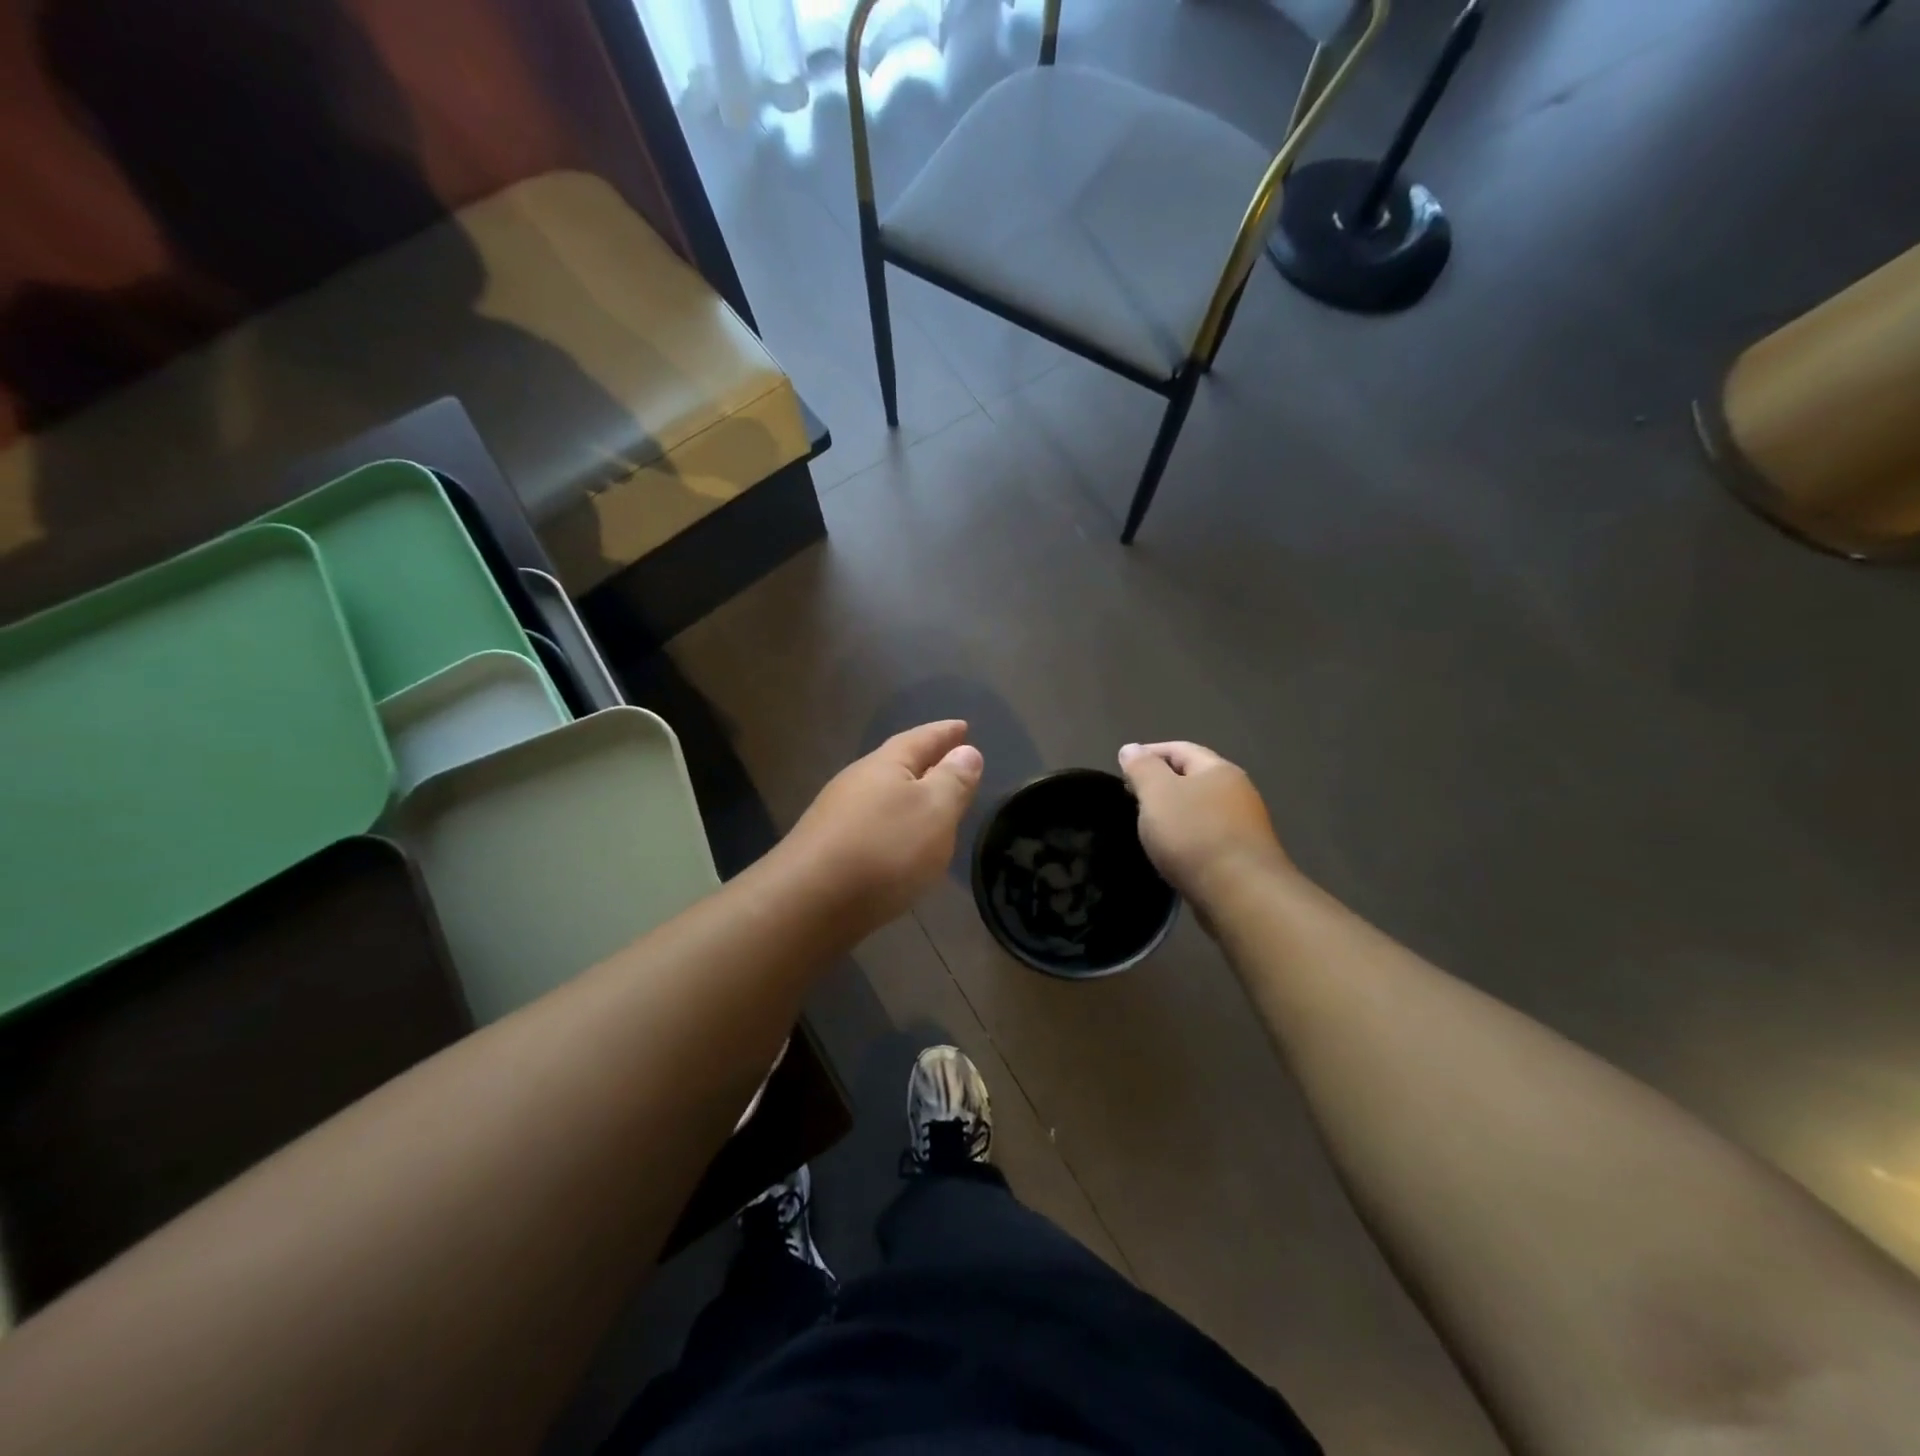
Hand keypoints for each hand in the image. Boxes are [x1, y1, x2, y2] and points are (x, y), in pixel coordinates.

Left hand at [782, 721, 983, 932]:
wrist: (809, 903)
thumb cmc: (884, 849)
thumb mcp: (934, 811)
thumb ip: (953, 781)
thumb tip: (966, 751)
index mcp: (885, 764)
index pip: (922, 739)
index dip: (945, 733)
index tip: (963, 726)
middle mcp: (857, 782)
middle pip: (897, 764)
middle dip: (925, 762)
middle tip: (951, 762)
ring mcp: (837, 815)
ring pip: (882, 795)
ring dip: (908, 795)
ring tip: (930, 804)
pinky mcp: (828, 848)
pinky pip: (872, 824)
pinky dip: (893, 824)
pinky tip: (899, 843)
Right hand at [1118, 741, 1289, 907]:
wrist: (1241, 894)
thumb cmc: (1194, 834)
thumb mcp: (1157, 793)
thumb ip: (1142, 768)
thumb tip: (1131, 748)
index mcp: (1218, 770)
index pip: (1180, 749)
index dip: (1149, 753)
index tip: (1123, 768)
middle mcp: (1237, 792)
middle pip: (1193, 778)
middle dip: (1161, 784)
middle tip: (1132, 798)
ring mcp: (1244, 825)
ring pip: (1200, 809)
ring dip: (1174, 813)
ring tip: (1149, 827)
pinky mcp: (1243, 856)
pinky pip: (1207, 836)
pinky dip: (1186, 837)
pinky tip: (1173, 853)